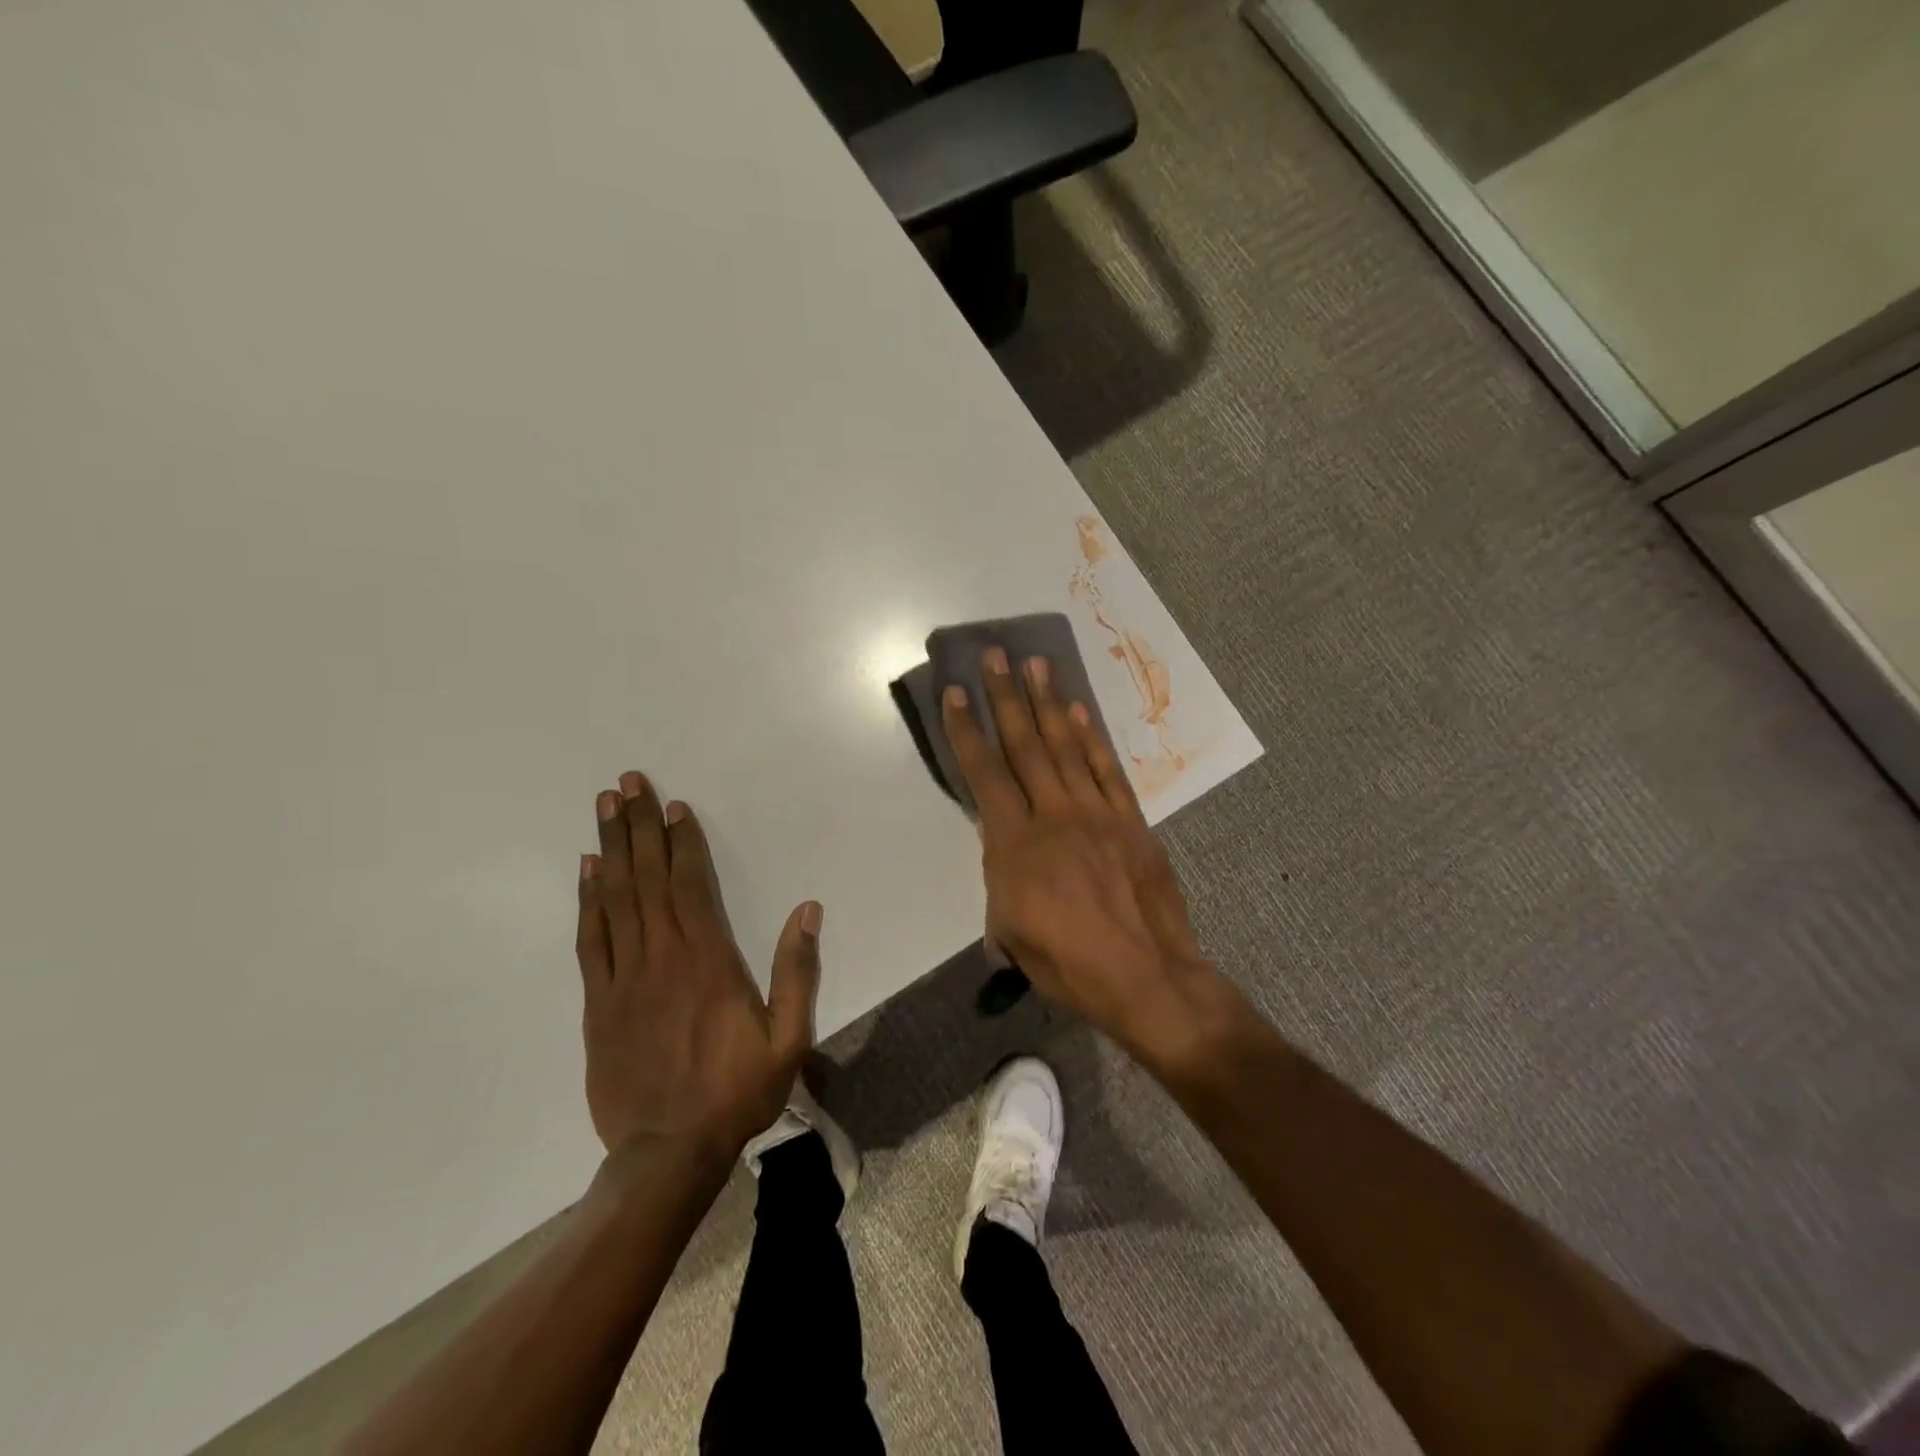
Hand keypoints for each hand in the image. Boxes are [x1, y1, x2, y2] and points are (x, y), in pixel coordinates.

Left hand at [575, 771, 820, 1159]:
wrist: (666, 1153)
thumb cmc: (734, 1092)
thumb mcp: (786, 1039)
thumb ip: (797, 972)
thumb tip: (809, 910)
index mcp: (708, 961)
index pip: (691, 886)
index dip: (683, 842)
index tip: (677, 806)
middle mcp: (662, 957)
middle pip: (647, 879)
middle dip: (639, 827)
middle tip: (628, 783)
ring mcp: (623, 978)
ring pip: (615, 899)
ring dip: (611, 849)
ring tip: (605, 808)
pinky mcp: (597, 1003)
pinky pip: (590, 940)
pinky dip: (587, 900)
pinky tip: (587, 871)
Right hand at [941, 648, 1221, 1061]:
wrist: (1146, 976)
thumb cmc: (1067, 963)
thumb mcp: (1009, 928)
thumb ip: (1001, 876)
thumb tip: (1004, 847)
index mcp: (1015, 844)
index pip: (984, 774)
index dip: (966, 730)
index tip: (955, 692)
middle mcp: (1053, 815)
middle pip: (1024, 745)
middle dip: (1005, 697)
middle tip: (995, 655)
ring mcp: (1096, 813)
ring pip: (1066, 746)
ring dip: (1048, 703)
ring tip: (1036, 665)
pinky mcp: (1130, 820)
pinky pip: (1106, 768)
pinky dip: (1092, 737)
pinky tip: (1079, 711)